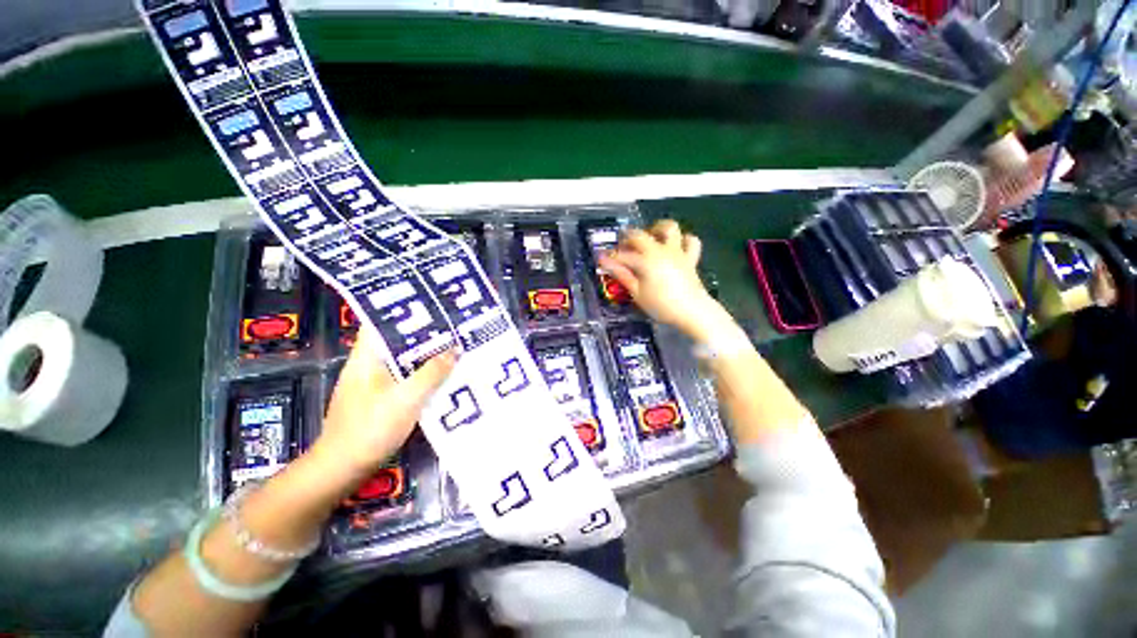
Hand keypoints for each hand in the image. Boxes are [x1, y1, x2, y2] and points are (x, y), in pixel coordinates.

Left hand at [309, 323, 455, 489]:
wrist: (342, 469)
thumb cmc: (370, 429)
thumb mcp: (406, 399)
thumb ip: (432, 373)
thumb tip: (455, 349)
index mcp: (367, 357)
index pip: (382, 322)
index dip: (406, 311)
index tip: (434, 305)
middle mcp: (370, 364)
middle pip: (399, 340)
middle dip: (426, 333)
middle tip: (455, 326)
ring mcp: (376, 382)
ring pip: (405, 359)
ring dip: (428, 354)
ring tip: (456, 345)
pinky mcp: (383, 397)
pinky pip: (407, 376)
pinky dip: (424, 373)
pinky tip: (444, 374)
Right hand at [599, 220, 730, 341]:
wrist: (693, 311)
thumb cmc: (662, 305)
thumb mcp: (637, 293)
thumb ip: (622, 275)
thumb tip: (605, 263)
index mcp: (646, 260)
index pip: (623, 255)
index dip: (611, 257)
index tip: (602, 259)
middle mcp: (661, 250)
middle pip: (640, 235)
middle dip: (627, 238)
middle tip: (621, 247)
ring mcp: (677, 252)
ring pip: (669, 228)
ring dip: (657, 229)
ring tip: (649, 237)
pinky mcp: (690, 258)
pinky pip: (691, 241)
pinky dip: (683, 240)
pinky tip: (676, 246)